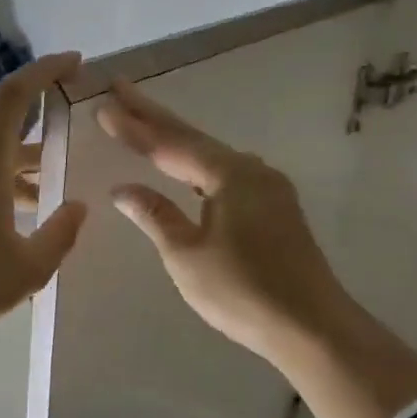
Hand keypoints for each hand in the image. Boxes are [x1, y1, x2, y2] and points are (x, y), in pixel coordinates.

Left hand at [0, 53, 89, 359]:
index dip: (44, 71)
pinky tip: (5, 227)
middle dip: (36, 152)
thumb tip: (78, 207)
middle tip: (63, 170)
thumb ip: (61, 232)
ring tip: (40, 208)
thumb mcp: (31, 266)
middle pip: (4, 139)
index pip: (14, 97)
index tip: (73, 63)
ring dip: (14, 179)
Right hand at [97, 76, 416, 417]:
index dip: (134, 127)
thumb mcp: (186, 256)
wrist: (313, 328)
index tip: (103, 105)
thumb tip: (123, 189)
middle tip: (120, 89)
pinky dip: (196, 164)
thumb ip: (155, 216)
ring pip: (210, 155)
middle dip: (153, 115)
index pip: (170, 144)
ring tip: (143, 120)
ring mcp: (267, 188)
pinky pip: (224, 173)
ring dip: (175, 139)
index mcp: (230, 175)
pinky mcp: (274, 208)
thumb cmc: (243, 292)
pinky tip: (186, 165)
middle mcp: (251, 170)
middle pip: (192, 138)